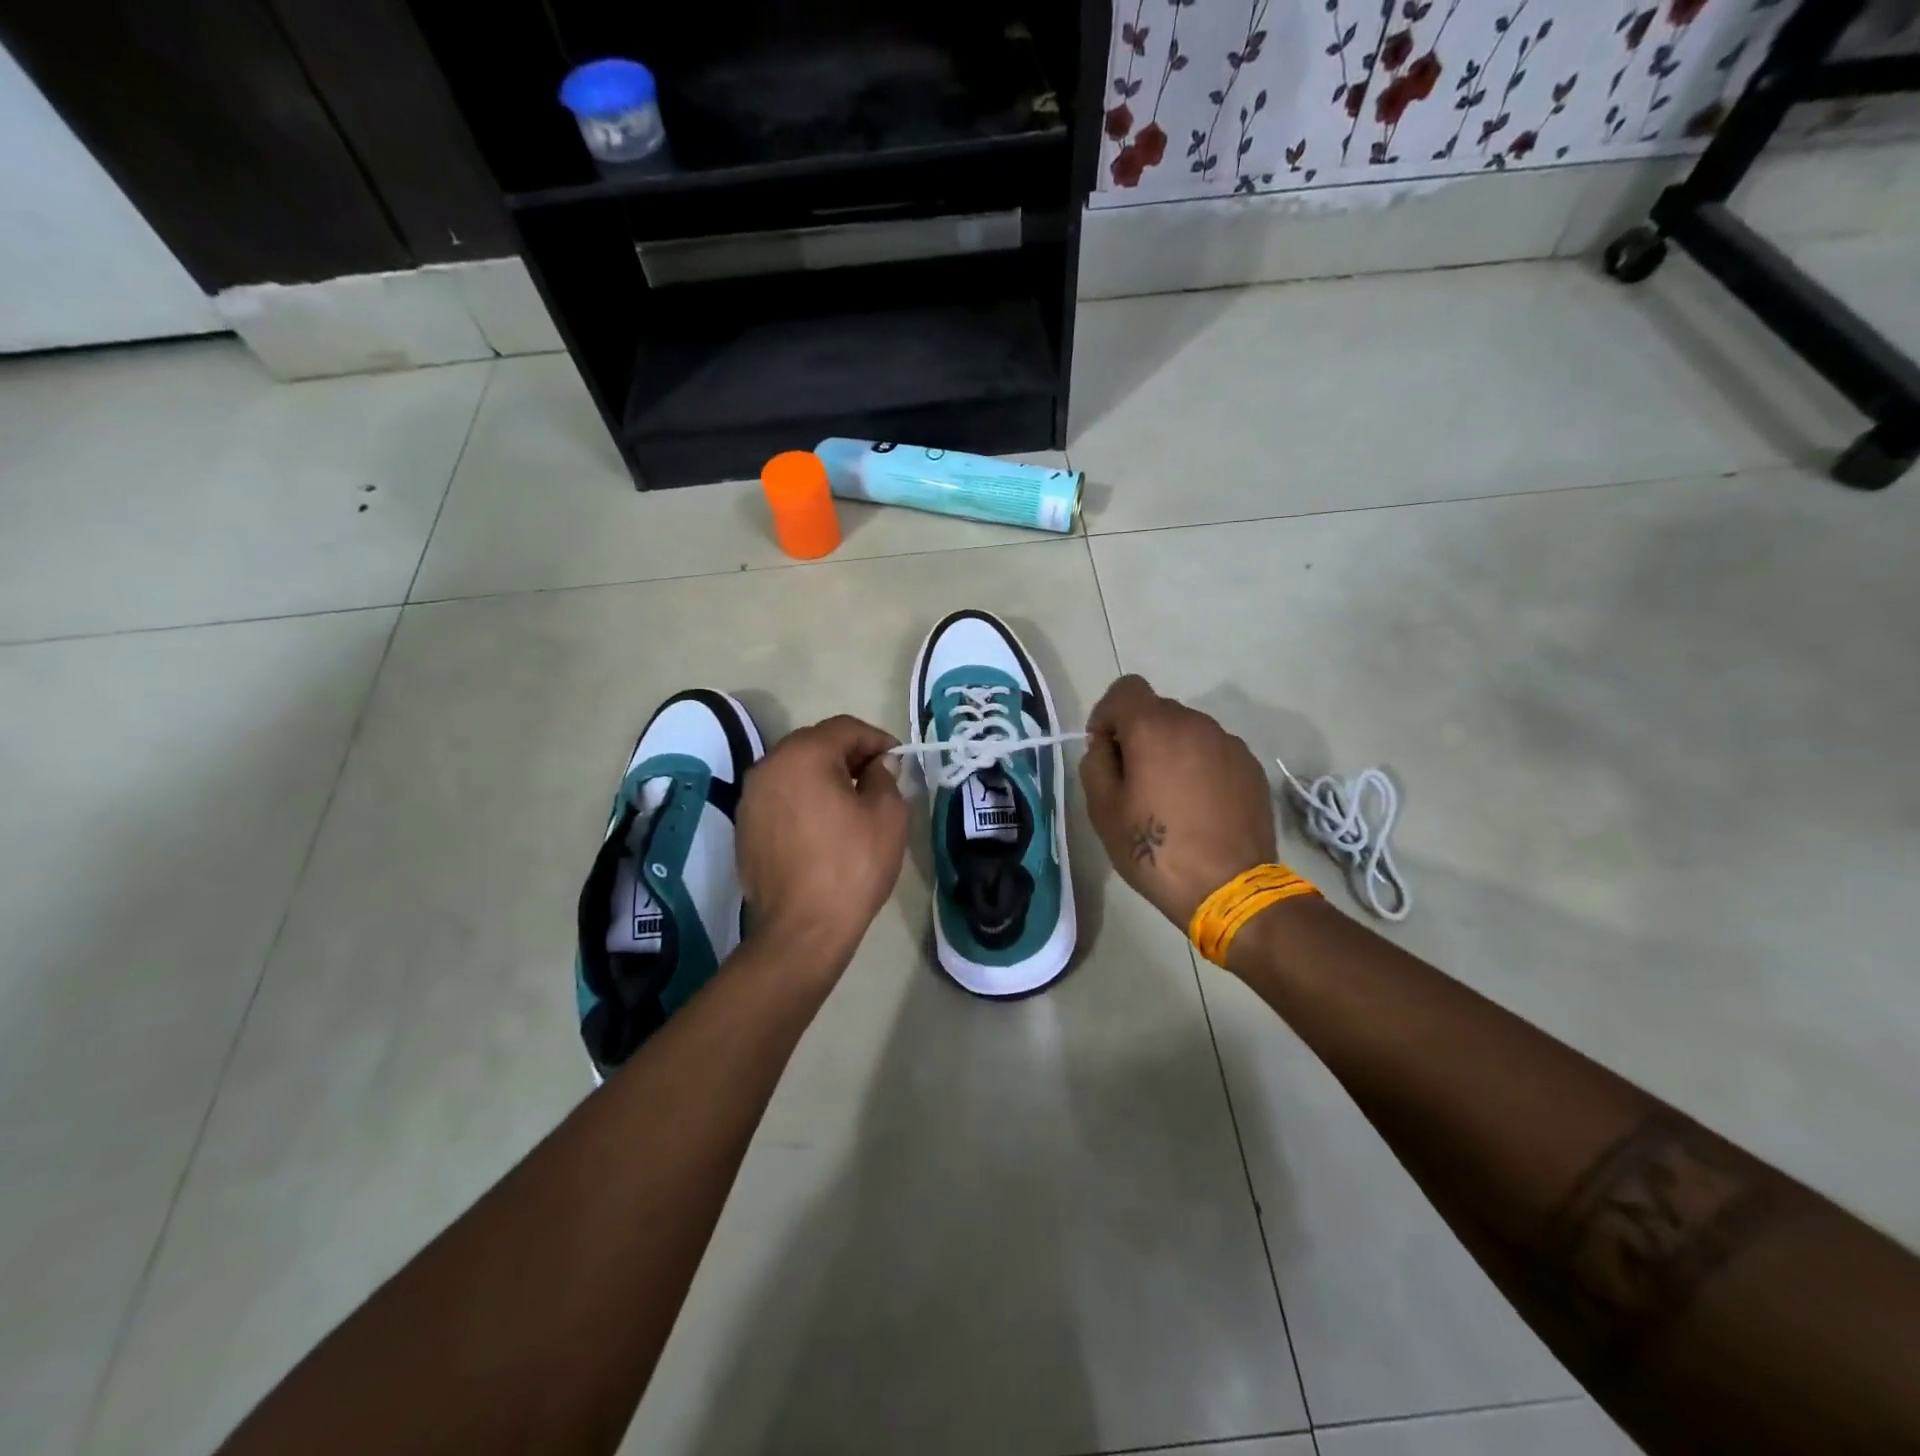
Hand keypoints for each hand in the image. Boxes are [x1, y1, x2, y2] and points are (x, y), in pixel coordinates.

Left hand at [736, 715, 908, 973]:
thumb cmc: (851, 866)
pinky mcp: (745, 825)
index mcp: (803, 755)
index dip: (877, 739)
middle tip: (878, 779)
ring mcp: (751, 797)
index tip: (898, 760)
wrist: (802, 929)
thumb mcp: (887, 816)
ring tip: (851, 802)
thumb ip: (885, 777)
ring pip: (795, 770)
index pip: (845, 728)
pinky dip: (803, 799)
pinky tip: (823, 825)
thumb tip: (878, 765)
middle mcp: (769, 766)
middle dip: (849, 755)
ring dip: (824, 776)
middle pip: (815, 744)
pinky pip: (780, 796)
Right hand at [1080, 676, 1277, 929]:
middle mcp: (1195, 723)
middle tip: (1133, 781)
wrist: (1228, 888)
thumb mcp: (1103, 810)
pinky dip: (1199, 767)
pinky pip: (1214, 753)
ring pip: (1188, 732)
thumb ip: (1095, 763)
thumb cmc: (1154, 848)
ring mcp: (1229, 744)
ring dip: (1171, 751)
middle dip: (1139, 735)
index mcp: (1154, 727)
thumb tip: (1106, 746)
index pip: (1125, 689)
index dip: (1107, 713)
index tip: (1105, 750)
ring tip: (1169, 798)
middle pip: (1157, 710)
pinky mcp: (1251, 767)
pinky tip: (1199, 807)